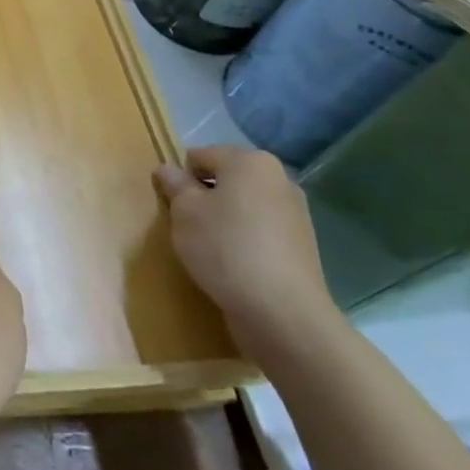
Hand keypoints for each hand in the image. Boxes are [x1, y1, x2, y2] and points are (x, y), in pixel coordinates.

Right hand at [154, 144, 340, 359]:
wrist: (283, 312)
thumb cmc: (225, 248)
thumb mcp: (185, 212)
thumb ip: (175, 185)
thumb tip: (168, 169)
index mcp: (250, 161)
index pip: (200, 156)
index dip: (180, 178)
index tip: (172, 206)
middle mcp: (279, 179)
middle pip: (226, 179)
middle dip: (204, 197)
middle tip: (187, 226)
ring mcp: (296, 213)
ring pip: (243, 206)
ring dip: (224, 220)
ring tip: (210, 249)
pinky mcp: (302, 245)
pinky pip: (260, 231)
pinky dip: (244, 240)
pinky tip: (234, 265)